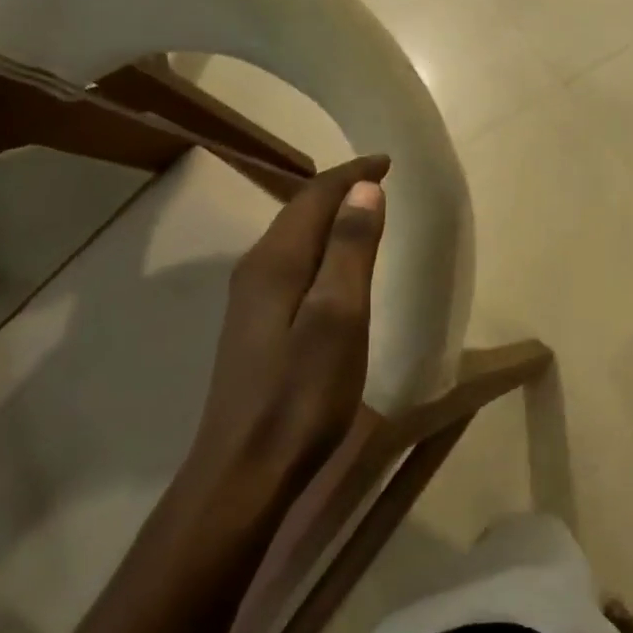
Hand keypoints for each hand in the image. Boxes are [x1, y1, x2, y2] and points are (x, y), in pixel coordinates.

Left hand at [194, 154, 389, 489]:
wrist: (244, 470)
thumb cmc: (301, 394)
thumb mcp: (338, 318)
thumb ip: (351, 250)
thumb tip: (363, 188)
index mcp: (275, 261)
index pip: (314, 196)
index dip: (351, 174)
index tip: (388, 162)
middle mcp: (255, 270)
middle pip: (298, 212)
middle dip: (338, 189)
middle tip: (378, 181)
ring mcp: (249, 300)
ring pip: (292, 238)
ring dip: (328, 218)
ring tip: (362, 212)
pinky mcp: (254, 326)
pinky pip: (290, 265)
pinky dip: (318, 249)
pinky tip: (332, 268)